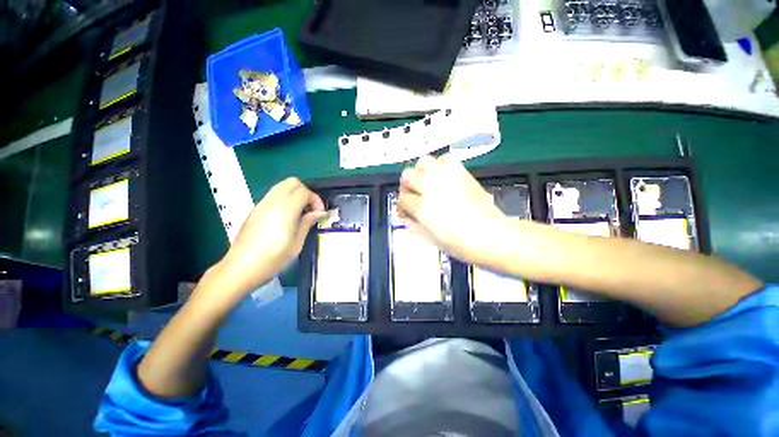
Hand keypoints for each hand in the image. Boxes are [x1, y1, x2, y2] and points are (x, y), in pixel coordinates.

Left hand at [218, 177, 325, 295]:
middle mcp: (272, 202)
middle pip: (292, 182)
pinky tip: (287, 216)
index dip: (316, 199)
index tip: (320, 213)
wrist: (240, 268)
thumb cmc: (272, 259)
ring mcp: (262, 204)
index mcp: (285, 210)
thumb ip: (307, 223)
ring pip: (281, 185)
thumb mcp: (296, 244)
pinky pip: (273, 194)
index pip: (304, 191)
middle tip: (311, 209)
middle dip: (306, 192)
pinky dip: (285, 198)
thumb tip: (320, 212)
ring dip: (295, 193)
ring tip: (300, 211)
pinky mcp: (255, 209)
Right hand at [397, 155, 510, 265]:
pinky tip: (442, 176)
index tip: (405, 212)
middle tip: (412, 194)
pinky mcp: (462, 174)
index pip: (402, 199)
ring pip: (424, 162)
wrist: (492, 236)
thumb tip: (405, 217)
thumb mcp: (431, 240)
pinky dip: (440, 165)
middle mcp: (432, 188)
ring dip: (420, 171)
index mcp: (423, 208)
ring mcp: (447, 178)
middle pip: (407, 175)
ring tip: (425, 181)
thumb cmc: (462, 244)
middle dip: (406, 186)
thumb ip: (413, 226)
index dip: (401, 207)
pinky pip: (446, 159)